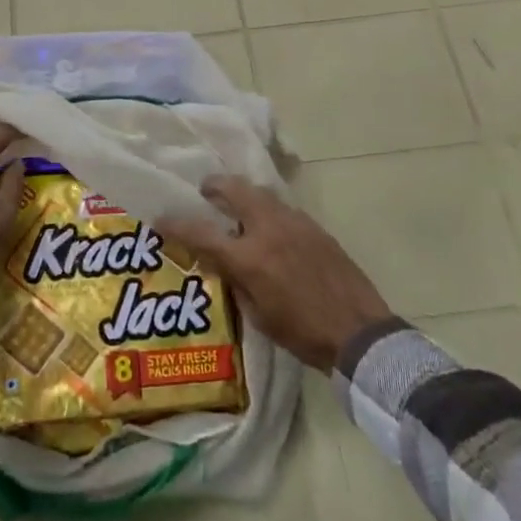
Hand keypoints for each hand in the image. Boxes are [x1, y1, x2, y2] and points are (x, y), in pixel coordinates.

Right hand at [156, 176, 391, 371]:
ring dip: (242, 195)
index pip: (202, 233)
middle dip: (214, 186)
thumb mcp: (259, 316)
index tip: (160, 220)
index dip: (176, 225)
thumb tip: (223, 262)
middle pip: (234, 190)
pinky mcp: (314, 226)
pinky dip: (266, 209)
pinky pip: (281, 207)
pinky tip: (268, 227)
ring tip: (235, 207)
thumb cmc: (303, 334)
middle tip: (204, 192)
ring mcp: (295, 223)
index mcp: (250, 257)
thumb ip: (236, 282)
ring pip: (260, 193)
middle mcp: (269, 229)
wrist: (360, 332)